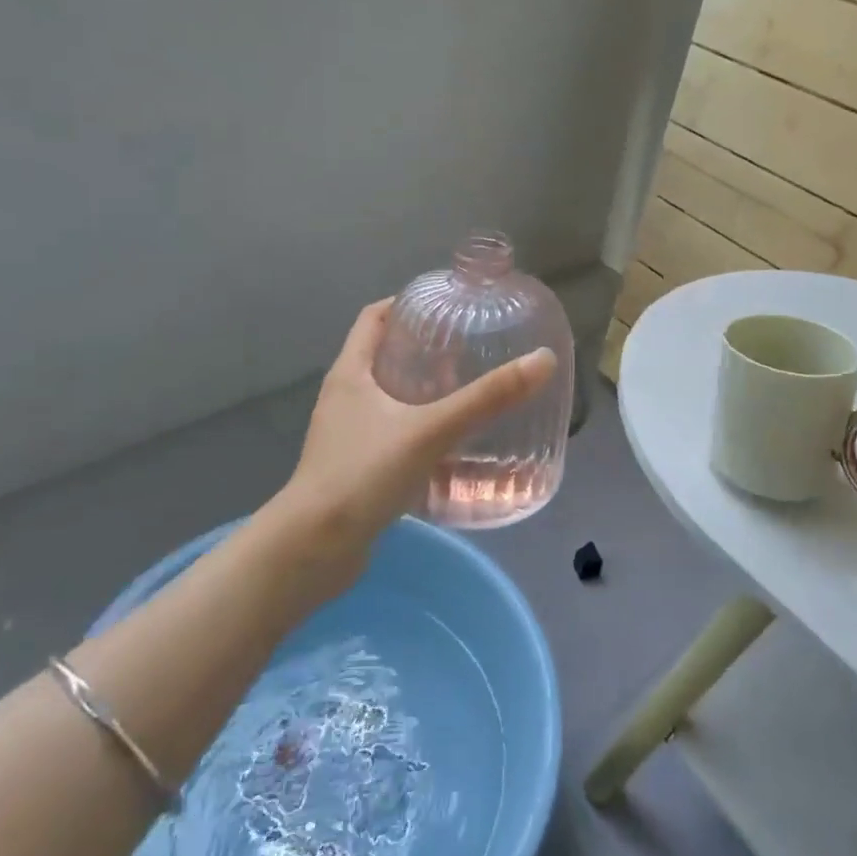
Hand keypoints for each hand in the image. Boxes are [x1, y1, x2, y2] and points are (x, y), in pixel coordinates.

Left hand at [251, 299, 556, 597]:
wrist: (313, 551)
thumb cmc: (363, 474)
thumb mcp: (430, 430)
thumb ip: (486, 398)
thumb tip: (543, 361)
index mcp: (350, 373)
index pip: (374, 317)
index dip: (407, 303)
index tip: (446, 304)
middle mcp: (345, 398)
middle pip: (385, 356)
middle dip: (426, 350)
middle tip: (470, 350)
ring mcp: (348, 435)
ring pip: (390, 400)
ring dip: (424, 394)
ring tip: (467, 393)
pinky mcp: (356, 469)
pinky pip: (393, 437)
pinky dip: (420, 432)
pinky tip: (452, 448)